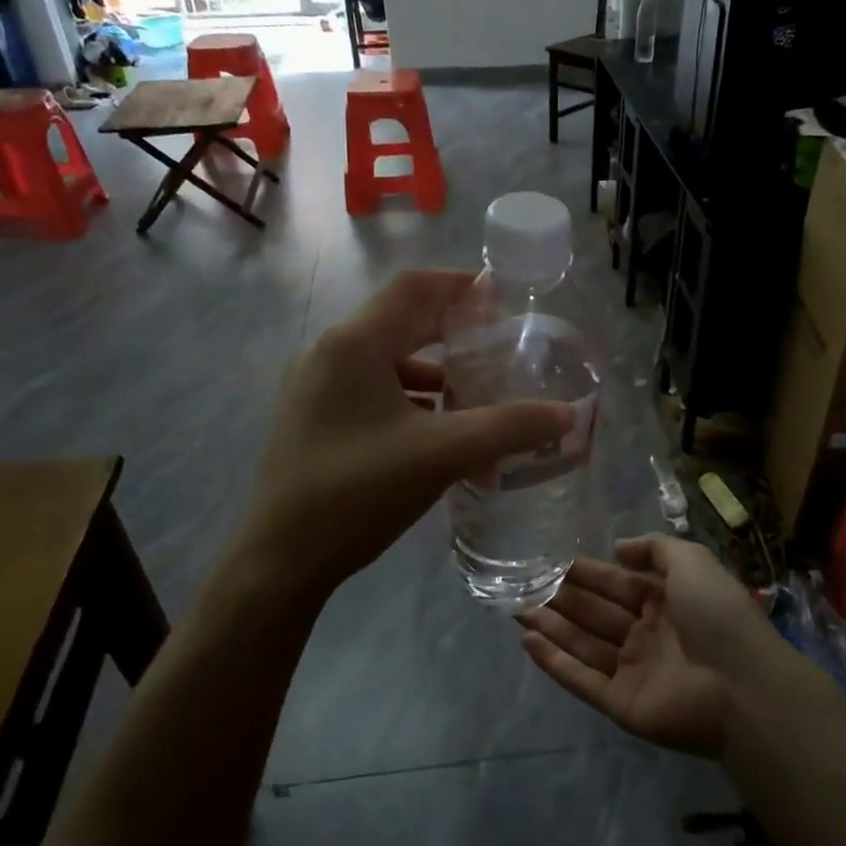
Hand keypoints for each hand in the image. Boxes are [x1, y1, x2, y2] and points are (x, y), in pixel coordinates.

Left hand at [230, 270, 575, 601]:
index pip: (415, 288)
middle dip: (452, 329)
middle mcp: (330, 353)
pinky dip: (409, 396)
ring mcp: (316, 387)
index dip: (461, 285)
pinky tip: (436, 428)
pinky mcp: (314, 418)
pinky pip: (371, 389)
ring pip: (386, 358)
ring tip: (474, 391)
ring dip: (432, 368)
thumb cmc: (358, 492)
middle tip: (499, 343)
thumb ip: (508, 428)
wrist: (280, 560)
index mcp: (355, 344)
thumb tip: (565, 414)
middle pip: (400, 320)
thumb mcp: (442, 454)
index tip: (504, 299)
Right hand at [517, 536, 778, 758]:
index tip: (551, 563)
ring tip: (516, 609)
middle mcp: (647, 635)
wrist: (743, 685)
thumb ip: (655, 548)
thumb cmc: (717, 614)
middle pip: (595, 614)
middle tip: (522, 585)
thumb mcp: (692, 561)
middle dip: (560, 599)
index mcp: (665, 603)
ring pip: (583, 644)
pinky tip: (528, 643)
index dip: (586, 573)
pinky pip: (582, 680)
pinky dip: (555, 663)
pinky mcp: (622, 705)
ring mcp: (634, 672)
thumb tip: (618, 548)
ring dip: (551, 627)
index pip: (616, 584)